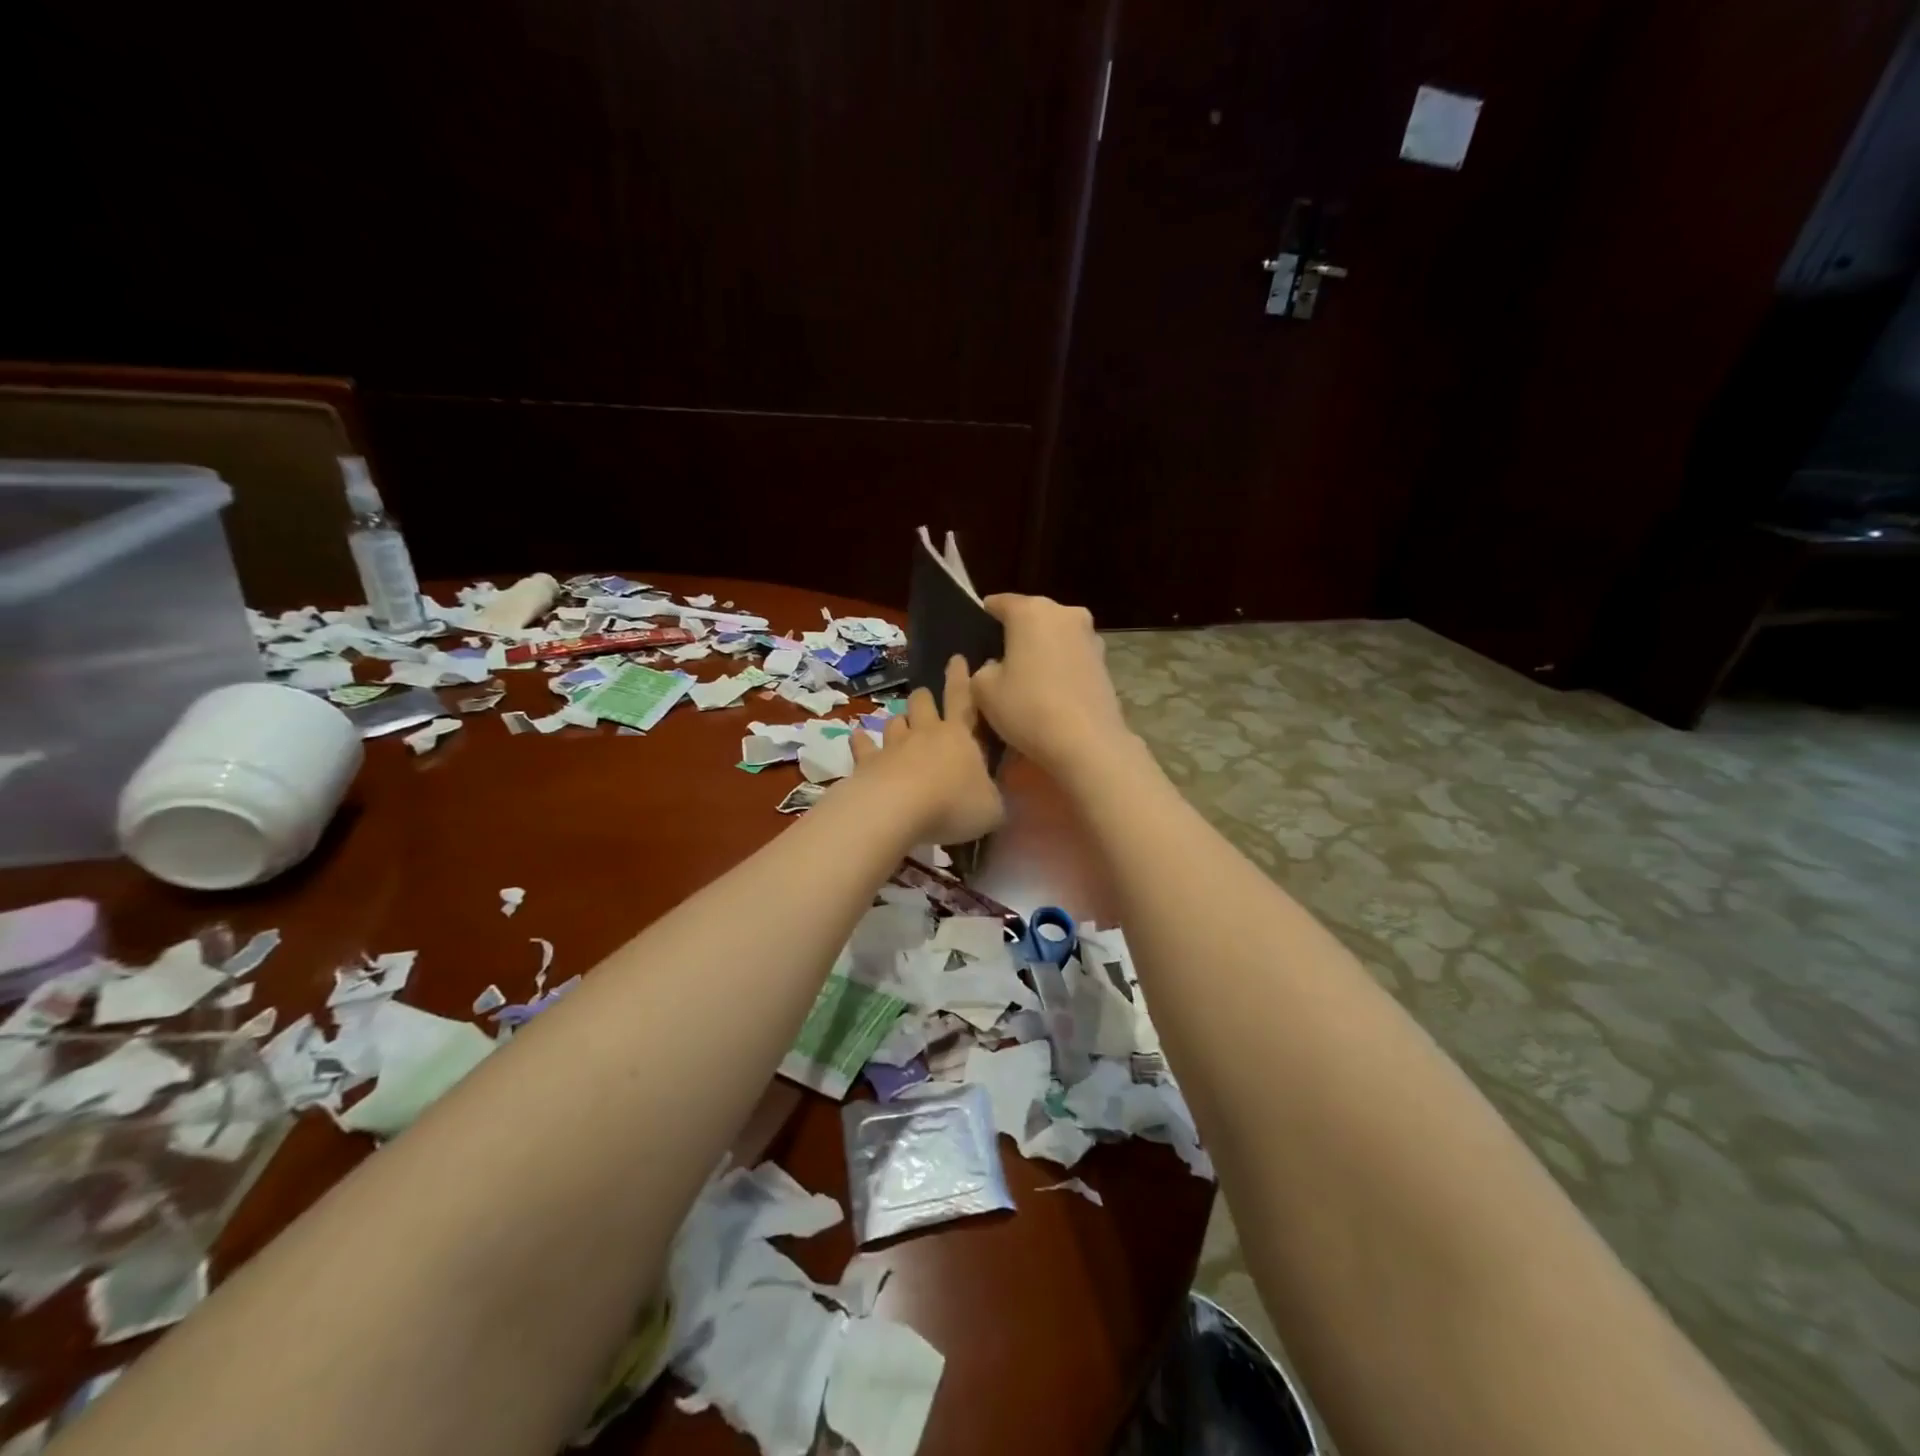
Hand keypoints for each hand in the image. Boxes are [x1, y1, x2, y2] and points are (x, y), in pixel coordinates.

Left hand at [849, 655, 1003, 843]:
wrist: (898, 809)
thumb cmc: (953, 805)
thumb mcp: (991, 808)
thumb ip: (992, 797)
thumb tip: (991, 796)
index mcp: (959, 737)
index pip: (962, 699)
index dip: (960, 679)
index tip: (957, 659)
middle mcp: (925, 734)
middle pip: (922, 704)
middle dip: (924, 698)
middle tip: (924, 697)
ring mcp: (893, 746)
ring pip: (894, 722)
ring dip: (898, 722)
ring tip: (899, 724)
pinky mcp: (867, 763)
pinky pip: (863, 746)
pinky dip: (861, 741)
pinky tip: (857, 737)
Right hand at [971, 595, 1132, 776]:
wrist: (1087, 742)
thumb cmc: (1027, 708)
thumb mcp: (984, 690)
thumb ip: (982, 670)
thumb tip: (996, 667)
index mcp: (1031, 611)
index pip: (1001, 602)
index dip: (986, 613)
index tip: (978, 625)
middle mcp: (1064, 613)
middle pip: (1033, 616)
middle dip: (1018, 631)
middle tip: (1000, 655)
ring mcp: (1090, 637)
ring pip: (1056, 635)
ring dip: (1042, 648)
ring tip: (1027, 674)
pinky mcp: (1105, 662)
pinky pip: (1072, 657)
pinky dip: (1060, 666)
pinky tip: (1050, 689)